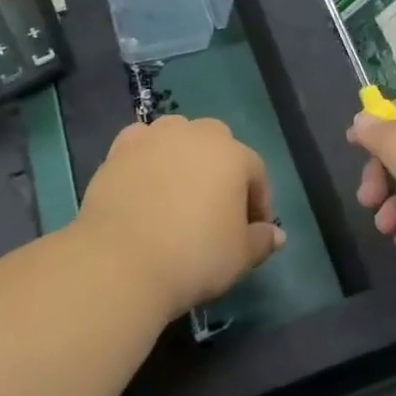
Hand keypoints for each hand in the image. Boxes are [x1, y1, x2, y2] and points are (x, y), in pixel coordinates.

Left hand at [77, 115, 285, 321]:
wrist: (120, 260)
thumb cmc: (194, 256)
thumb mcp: (239, 256)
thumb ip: (261, 240)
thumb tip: (277, 235)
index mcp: (233, 154)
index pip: (256, 173)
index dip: (258, 203)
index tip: (253, 233)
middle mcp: (195, 134)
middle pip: (217, 144)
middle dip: (221, 171)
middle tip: (216, 209)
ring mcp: (154, 137)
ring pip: (178, 136)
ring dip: (183, 157)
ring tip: (178, 193)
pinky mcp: (119, 149)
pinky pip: (141, 145)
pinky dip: (147, 157)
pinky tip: (144, 184)